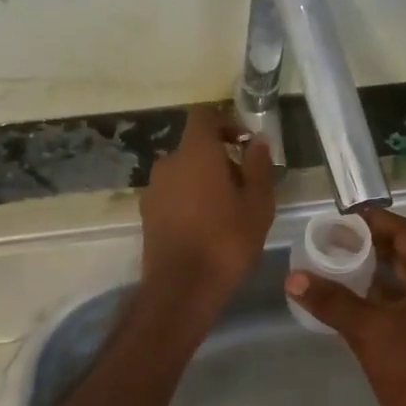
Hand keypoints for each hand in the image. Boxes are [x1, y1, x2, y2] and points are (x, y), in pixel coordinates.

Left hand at [140, 104, 275, 325]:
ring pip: (183, 172)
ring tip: (227, 210)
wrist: (181, 288)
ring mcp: (153, 189)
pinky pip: (172, 194)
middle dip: (219, 158)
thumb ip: (258, 166)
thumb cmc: (226, 241)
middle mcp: (168, 163)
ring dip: (203, 181)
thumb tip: (257, 140)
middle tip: (244, 186)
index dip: (225, 123)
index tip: (244, 144)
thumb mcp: (258, 204)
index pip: (204, 116)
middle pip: (194, 147)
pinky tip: (206, 226)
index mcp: (195, 153)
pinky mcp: (147, 214)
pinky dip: (188, 200)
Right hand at [287, 207, 405, 405]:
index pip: (403, 231)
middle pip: (400, 255)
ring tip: (327, 270)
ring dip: (366, 276)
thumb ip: (332, 301)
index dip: (373, 220)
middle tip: (326, 242)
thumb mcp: (370, 331)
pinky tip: (342, 310)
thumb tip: (293, 277)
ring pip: (396, 285)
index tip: (338, 217)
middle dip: (365, 246)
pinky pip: (394, 311)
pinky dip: (370, 304)